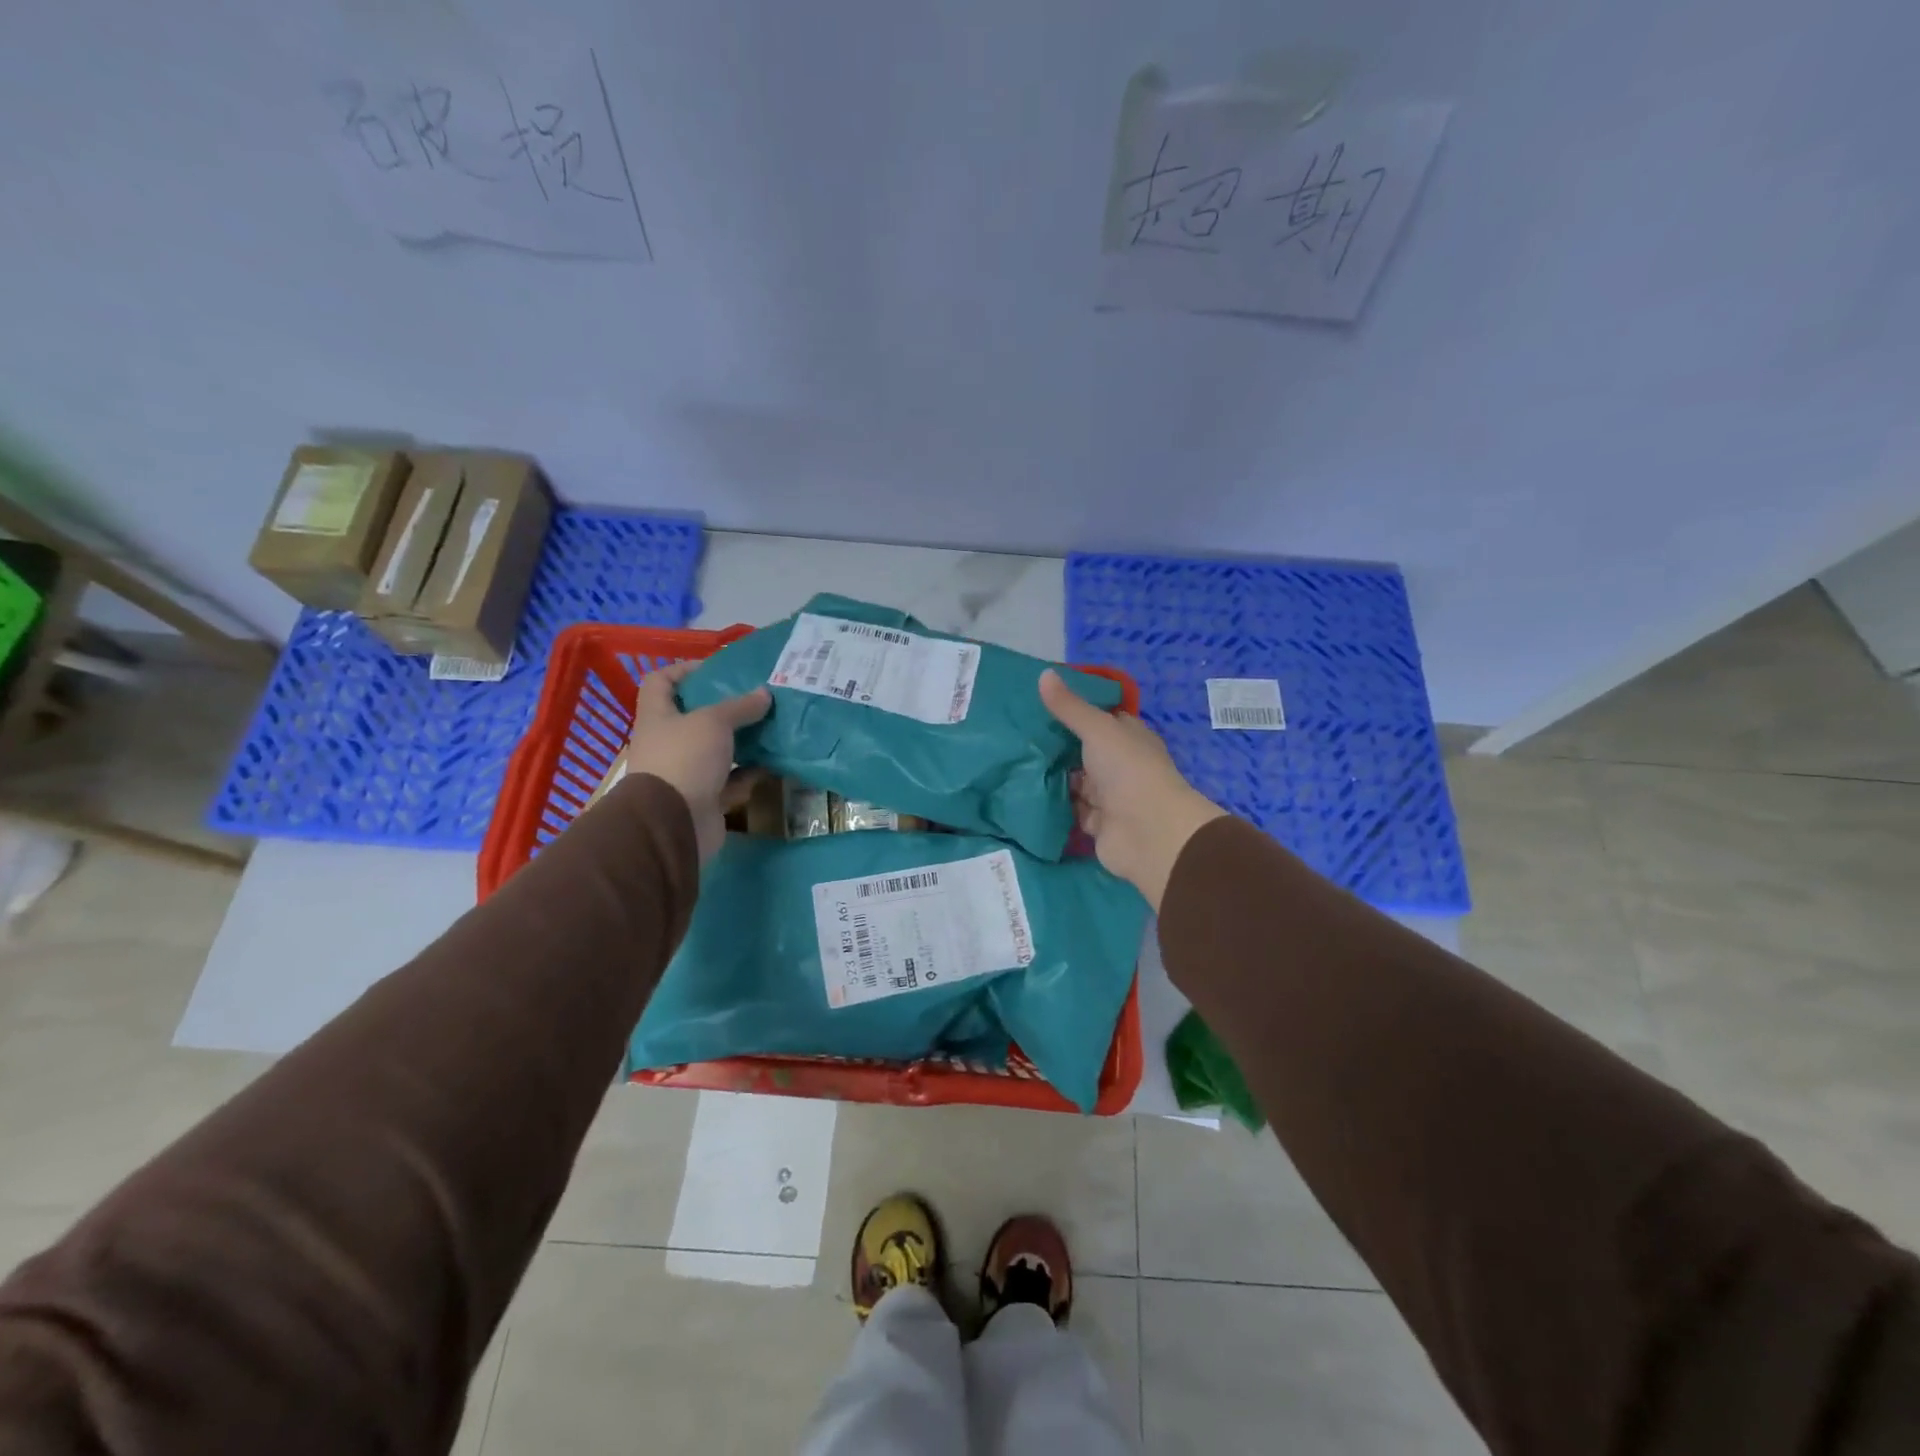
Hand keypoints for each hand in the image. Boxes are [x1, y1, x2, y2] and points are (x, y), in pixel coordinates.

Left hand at [624, 661, 771, 862]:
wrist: (674, 823)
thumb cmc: (685, 758)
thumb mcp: (714, 722)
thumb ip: (740, 706)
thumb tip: (765, 693)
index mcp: (657, 716)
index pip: (661, 682)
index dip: (684, 670)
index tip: (716, 669)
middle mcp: (667, 742)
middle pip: (693, 717)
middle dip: (723, 708)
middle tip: (755, 698)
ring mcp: (684, 772)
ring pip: (715, 750)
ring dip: (740, 741)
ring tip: (770, 727)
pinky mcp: (703, 798)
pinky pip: (729, 780)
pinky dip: (748, 773)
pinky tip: (771, 763)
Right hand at [1040, 670, 1226, 911]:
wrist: (1149, 832)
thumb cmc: (1128, 770)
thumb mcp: (1097, 729)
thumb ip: (1070, 707)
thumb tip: (1044, 673)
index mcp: (1129, 738)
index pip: (1102, 720)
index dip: (1076, 711)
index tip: (1040, 704)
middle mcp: (1121, 766)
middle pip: (1084, 753)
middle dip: (1057, 747)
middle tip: (1017, 734)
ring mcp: (1109, 797)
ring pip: (1076, 783)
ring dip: (1053, 777)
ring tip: (1014, 762)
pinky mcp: (1097, 825)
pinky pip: (1071, 811)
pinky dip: (1054, 806)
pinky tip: (1025, 794)